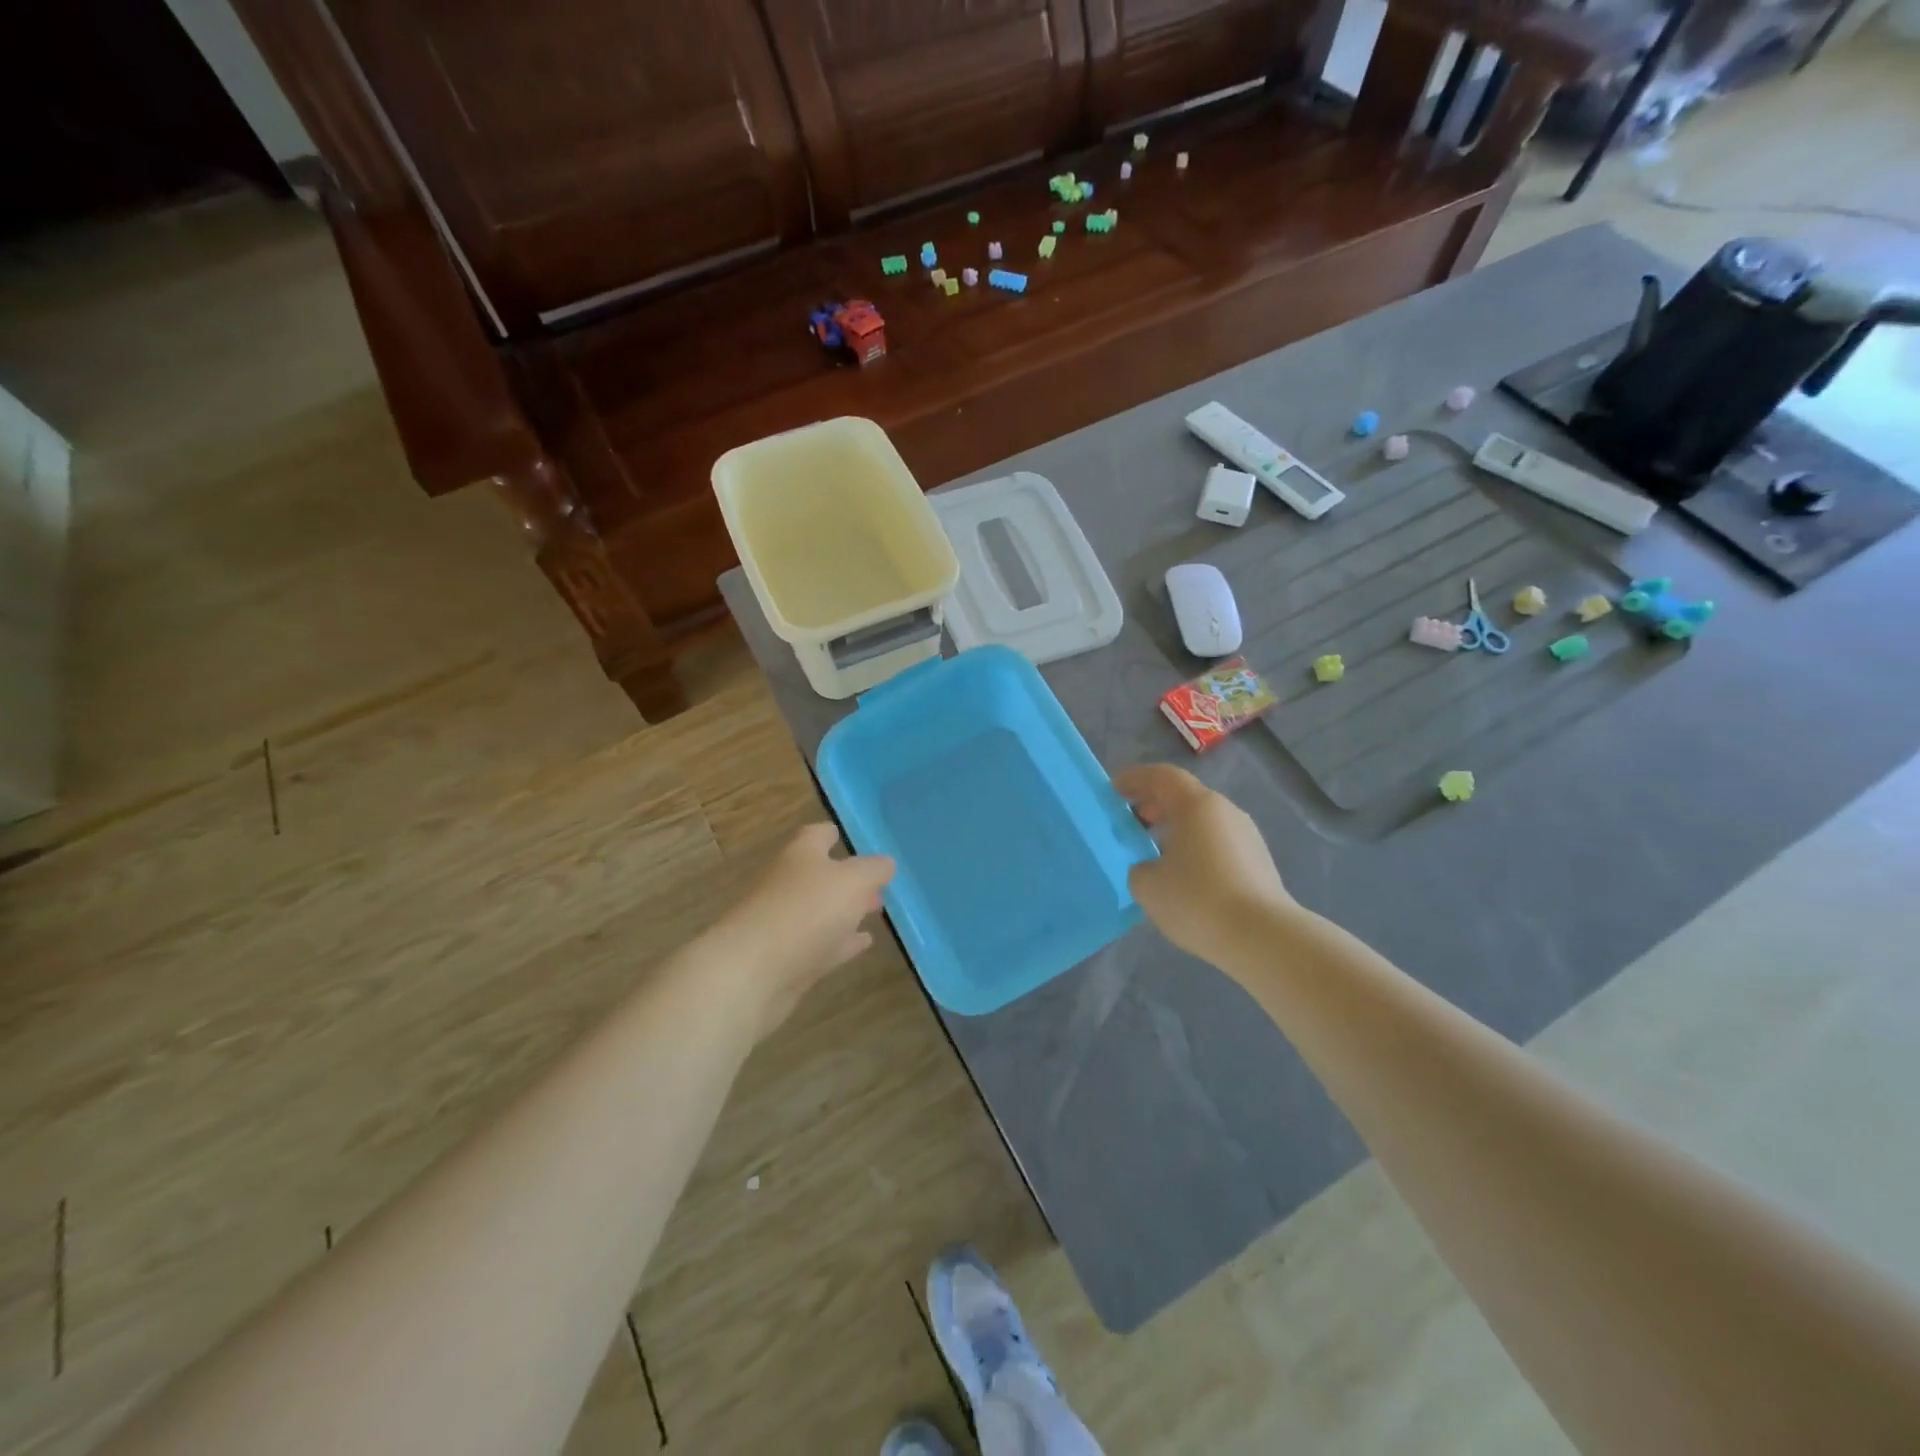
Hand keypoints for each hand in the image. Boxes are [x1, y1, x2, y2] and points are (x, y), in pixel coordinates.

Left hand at [714, 823, 893, 1032]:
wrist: (751, 973)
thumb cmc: (804, 912)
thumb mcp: (852, 881)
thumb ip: (873, 870)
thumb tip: (886, 863)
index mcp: (800, 855)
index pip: (818, 835)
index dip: (836, 834)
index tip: (853, 839)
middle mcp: (788, 884)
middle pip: (819, 874)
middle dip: (847, 878)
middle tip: (879, 884)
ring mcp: (784, 923)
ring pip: (821, 911)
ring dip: (845, 911)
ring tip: (876, 911)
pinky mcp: (786, 960)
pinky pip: (821, 944)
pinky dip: (842, 942)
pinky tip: (863, 943)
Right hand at [1114, 764, 1292, 966]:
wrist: (1263, 938)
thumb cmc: (1198, 900)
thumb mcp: (1148, 886)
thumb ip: (1139, 867)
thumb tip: (1150, 867)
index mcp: (1196, 805)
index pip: (1162, 776)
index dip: (1135, 779)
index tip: (1113, 791)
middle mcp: (1225, 811)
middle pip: (1184, 796)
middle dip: (1154, 805)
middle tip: (1130, 824)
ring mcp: (1246, 835)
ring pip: (1203, 821)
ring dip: (1176, 829)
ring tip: (1154, 853)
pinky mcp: (1258, 861)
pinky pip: (1218, 842)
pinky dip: (1195, 847)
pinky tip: (1184, 876)